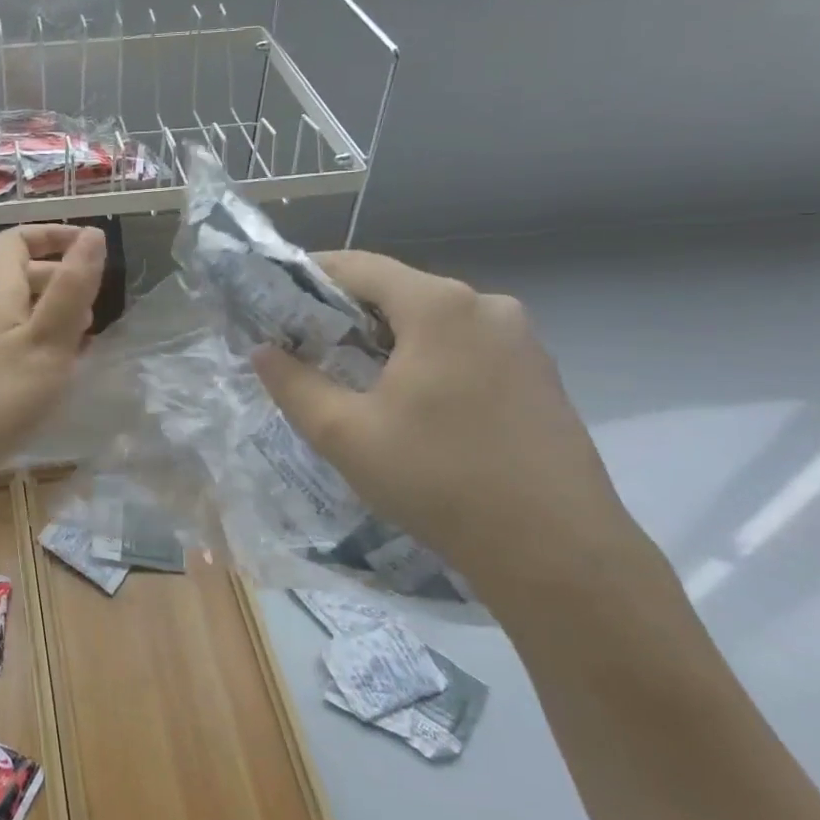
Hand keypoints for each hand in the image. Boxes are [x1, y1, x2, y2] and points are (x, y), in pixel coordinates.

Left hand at [0, 224, 105, 486]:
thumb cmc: (1, 393)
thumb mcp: (48, 338)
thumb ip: (73, 287)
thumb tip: (93, 234)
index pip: (16, 240)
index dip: (51, 235)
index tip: (89, 246)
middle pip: (22, 275)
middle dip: (62, 279)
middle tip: (96, 304)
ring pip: (23, 311)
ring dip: (57, 314)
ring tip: (87, 338)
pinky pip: (18, 341)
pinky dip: (45, 343)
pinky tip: (62, 369)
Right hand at [251, 251, 647, 608]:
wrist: (557, 553)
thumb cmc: (438, 481)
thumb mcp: (345, 434)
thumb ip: (294, 384)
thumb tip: (263, 351)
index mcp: (439, 306)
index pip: (358, 266)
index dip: (309, 277)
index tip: (274, 304)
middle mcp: (485, 306)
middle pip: (396, 290)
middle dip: (345, 314)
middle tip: (306, 348)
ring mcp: (520, 338)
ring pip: (432, 320)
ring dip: (387, 338)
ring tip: (353, 379)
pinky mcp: (539, 372)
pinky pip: (465, 345)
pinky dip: (427, 357)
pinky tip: (411, 402)